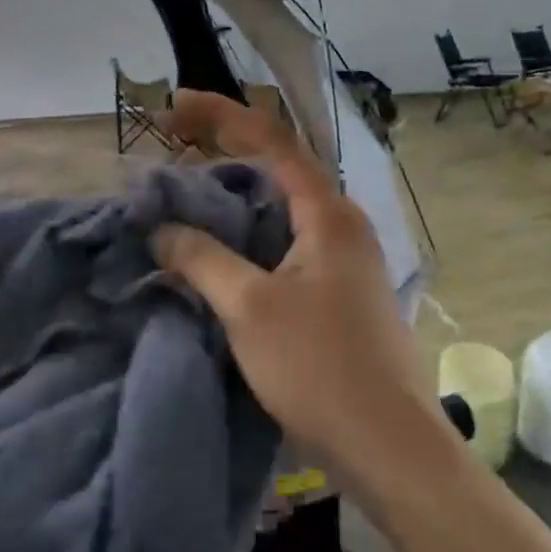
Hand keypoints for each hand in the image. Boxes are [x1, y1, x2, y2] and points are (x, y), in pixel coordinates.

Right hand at [152, 90, 441, 479]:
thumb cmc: (319, 367)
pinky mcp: (341, 294)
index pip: (273, 141)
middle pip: (280, 170)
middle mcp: (343, 225)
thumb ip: (202, 259)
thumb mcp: (250, 308)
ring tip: (191, 197)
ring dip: (238, 198)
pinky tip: (224, 253)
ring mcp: (346, 261)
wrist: (388, 445)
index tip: (176, 106)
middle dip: (228, 152)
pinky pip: (289, 245)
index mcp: (328, 214)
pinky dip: (252, 237)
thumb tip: (162, 229)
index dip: (222, 116)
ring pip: (284, 210)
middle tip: (176, 148)